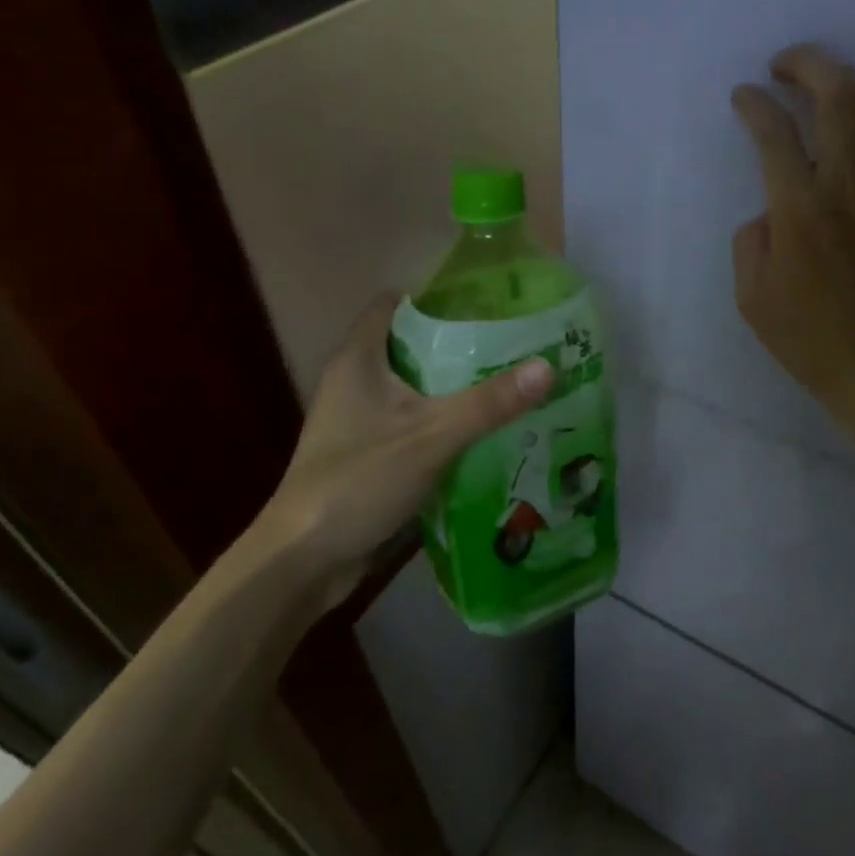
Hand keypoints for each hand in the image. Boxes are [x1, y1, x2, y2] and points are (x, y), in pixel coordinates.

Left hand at [247, 294, 553, 595]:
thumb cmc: (360, 481)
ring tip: (510, 383)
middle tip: (514, 345)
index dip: (438, 297)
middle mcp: (355, 380)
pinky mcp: (368, 452)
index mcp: (358, 359)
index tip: (488, 303)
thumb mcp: (431, 436)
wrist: (306, 558)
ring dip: (455, 387)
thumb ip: (489, 403)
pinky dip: (444, 422)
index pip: (395, 303)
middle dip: (460, 344)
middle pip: (411, 345)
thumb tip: (548, 365)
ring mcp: (359, 419)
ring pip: (415, 388)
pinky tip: (485, 432)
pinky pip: (413, 423)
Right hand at [732, 43, 854, 434]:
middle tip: (785, 64)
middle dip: (807, 65)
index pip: (773, 132)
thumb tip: (771, 209)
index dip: (754, 104)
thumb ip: (751, 241)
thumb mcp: (751, 299)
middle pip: (835, 96)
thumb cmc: (811, 341)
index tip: (743, 96)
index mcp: (799, 210)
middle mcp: (849, 185)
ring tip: (832, 84)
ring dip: (852, 82)